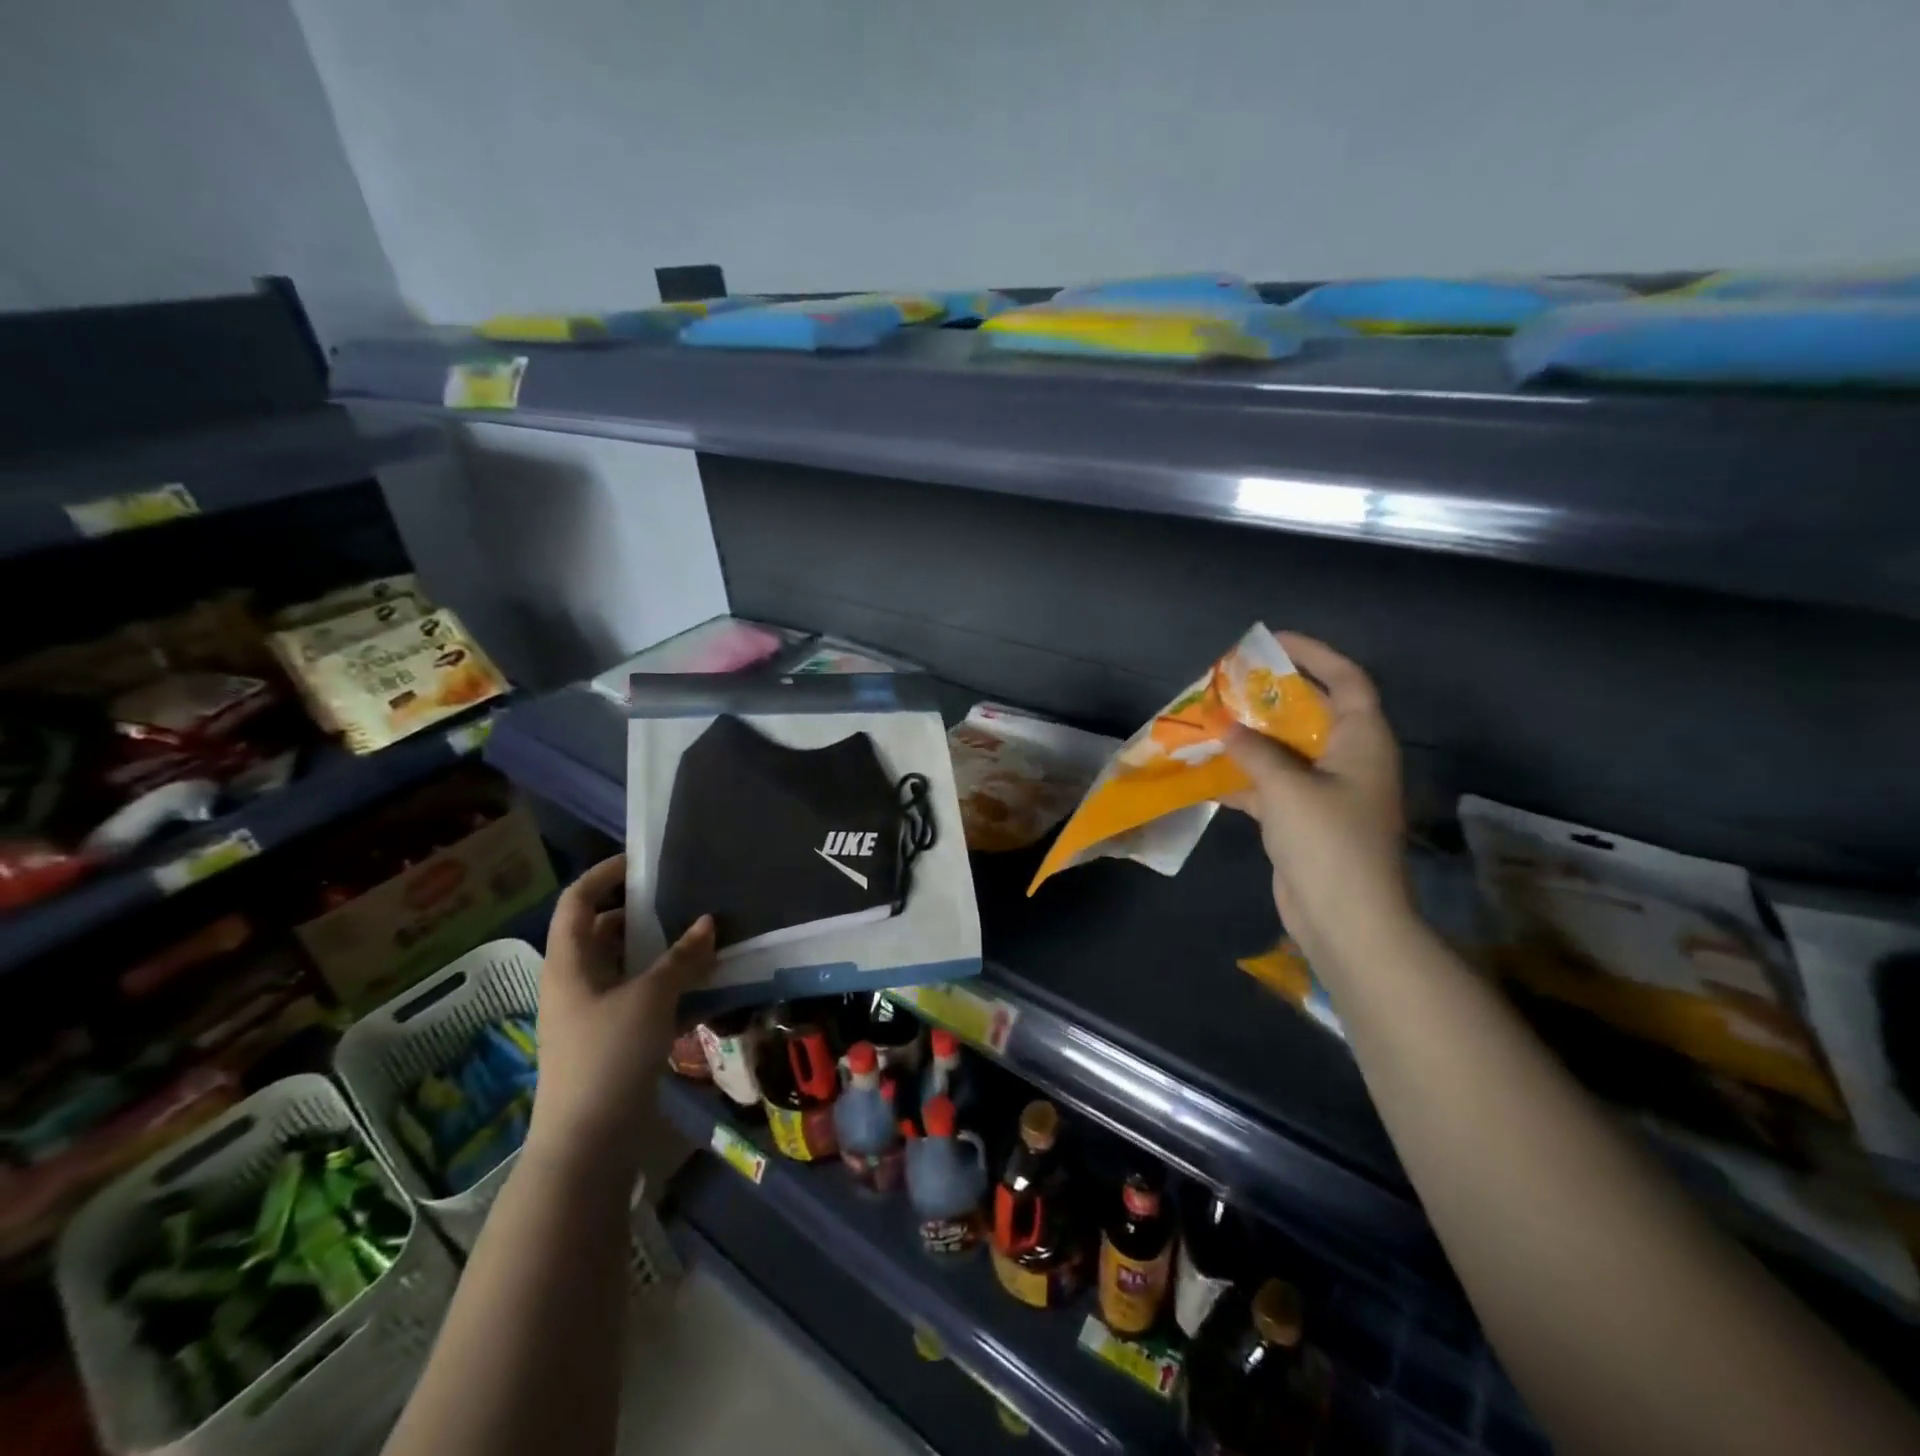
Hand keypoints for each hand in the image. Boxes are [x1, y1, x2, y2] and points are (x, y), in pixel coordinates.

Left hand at [526, 854, 714, 1179]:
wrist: (587, 1143)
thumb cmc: (608, 1056)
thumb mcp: (650, 998)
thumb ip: (682, 957)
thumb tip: (708, 922)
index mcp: (569, 962)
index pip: (578, 900)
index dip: (604, 874)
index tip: (643, 861)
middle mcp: (575, 981)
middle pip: (603, 931)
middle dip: (642, 914)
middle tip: (685, 900)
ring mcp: (591, 1012)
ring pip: (625, 965)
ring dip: (659, 950)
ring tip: (702, 937)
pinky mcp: (610, 1039)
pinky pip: (638, 995)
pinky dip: (665, 984)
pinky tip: (700, 983)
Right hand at [1225, 634, 1412, 967]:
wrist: (1345, 919)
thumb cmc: (1328, 842)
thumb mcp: (1287, 788)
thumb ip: (1254, 751)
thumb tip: (1224, 724)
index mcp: (1363, 741)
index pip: (1347, 681)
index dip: (1315, 654)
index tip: (1273, 642)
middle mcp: (1349, 760)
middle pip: (1312, 713)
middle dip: (1272, 697)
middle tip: (1230, 683)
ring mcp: (1327, 793)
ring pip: (1286, 751)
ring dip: (1251, 738)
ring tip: (1211, 721)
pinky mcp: (1304, 820)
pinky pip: (1271, 785)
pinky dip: (1243, 777)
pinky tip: (1207, 772)